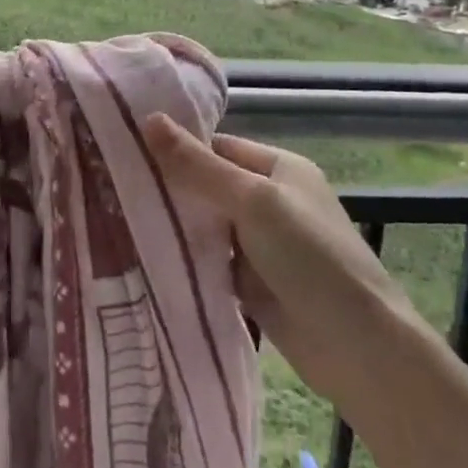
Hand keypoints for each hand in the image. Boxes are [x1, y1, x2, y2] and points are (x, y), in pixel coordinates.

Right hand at [142, 116, 419, 395]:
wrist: (358, 349)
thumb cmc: (311, 258)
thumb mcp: (253, 202)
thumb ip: (199, 166)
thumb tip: (149, 118)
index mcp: (279, 168)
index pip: (217, 147)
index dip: (176, 149)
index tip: (124, 153)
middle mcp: (270, 200)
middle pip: (208, 185)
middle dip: (169, 189)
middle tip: (109, 187)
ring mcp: (261, 244)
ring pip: (206, 225)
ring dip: (174, 226)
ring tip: (116, 219)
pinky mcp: (252, 282)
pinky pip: (210, 260)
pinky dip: (185, 259)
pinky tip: (144, 256)